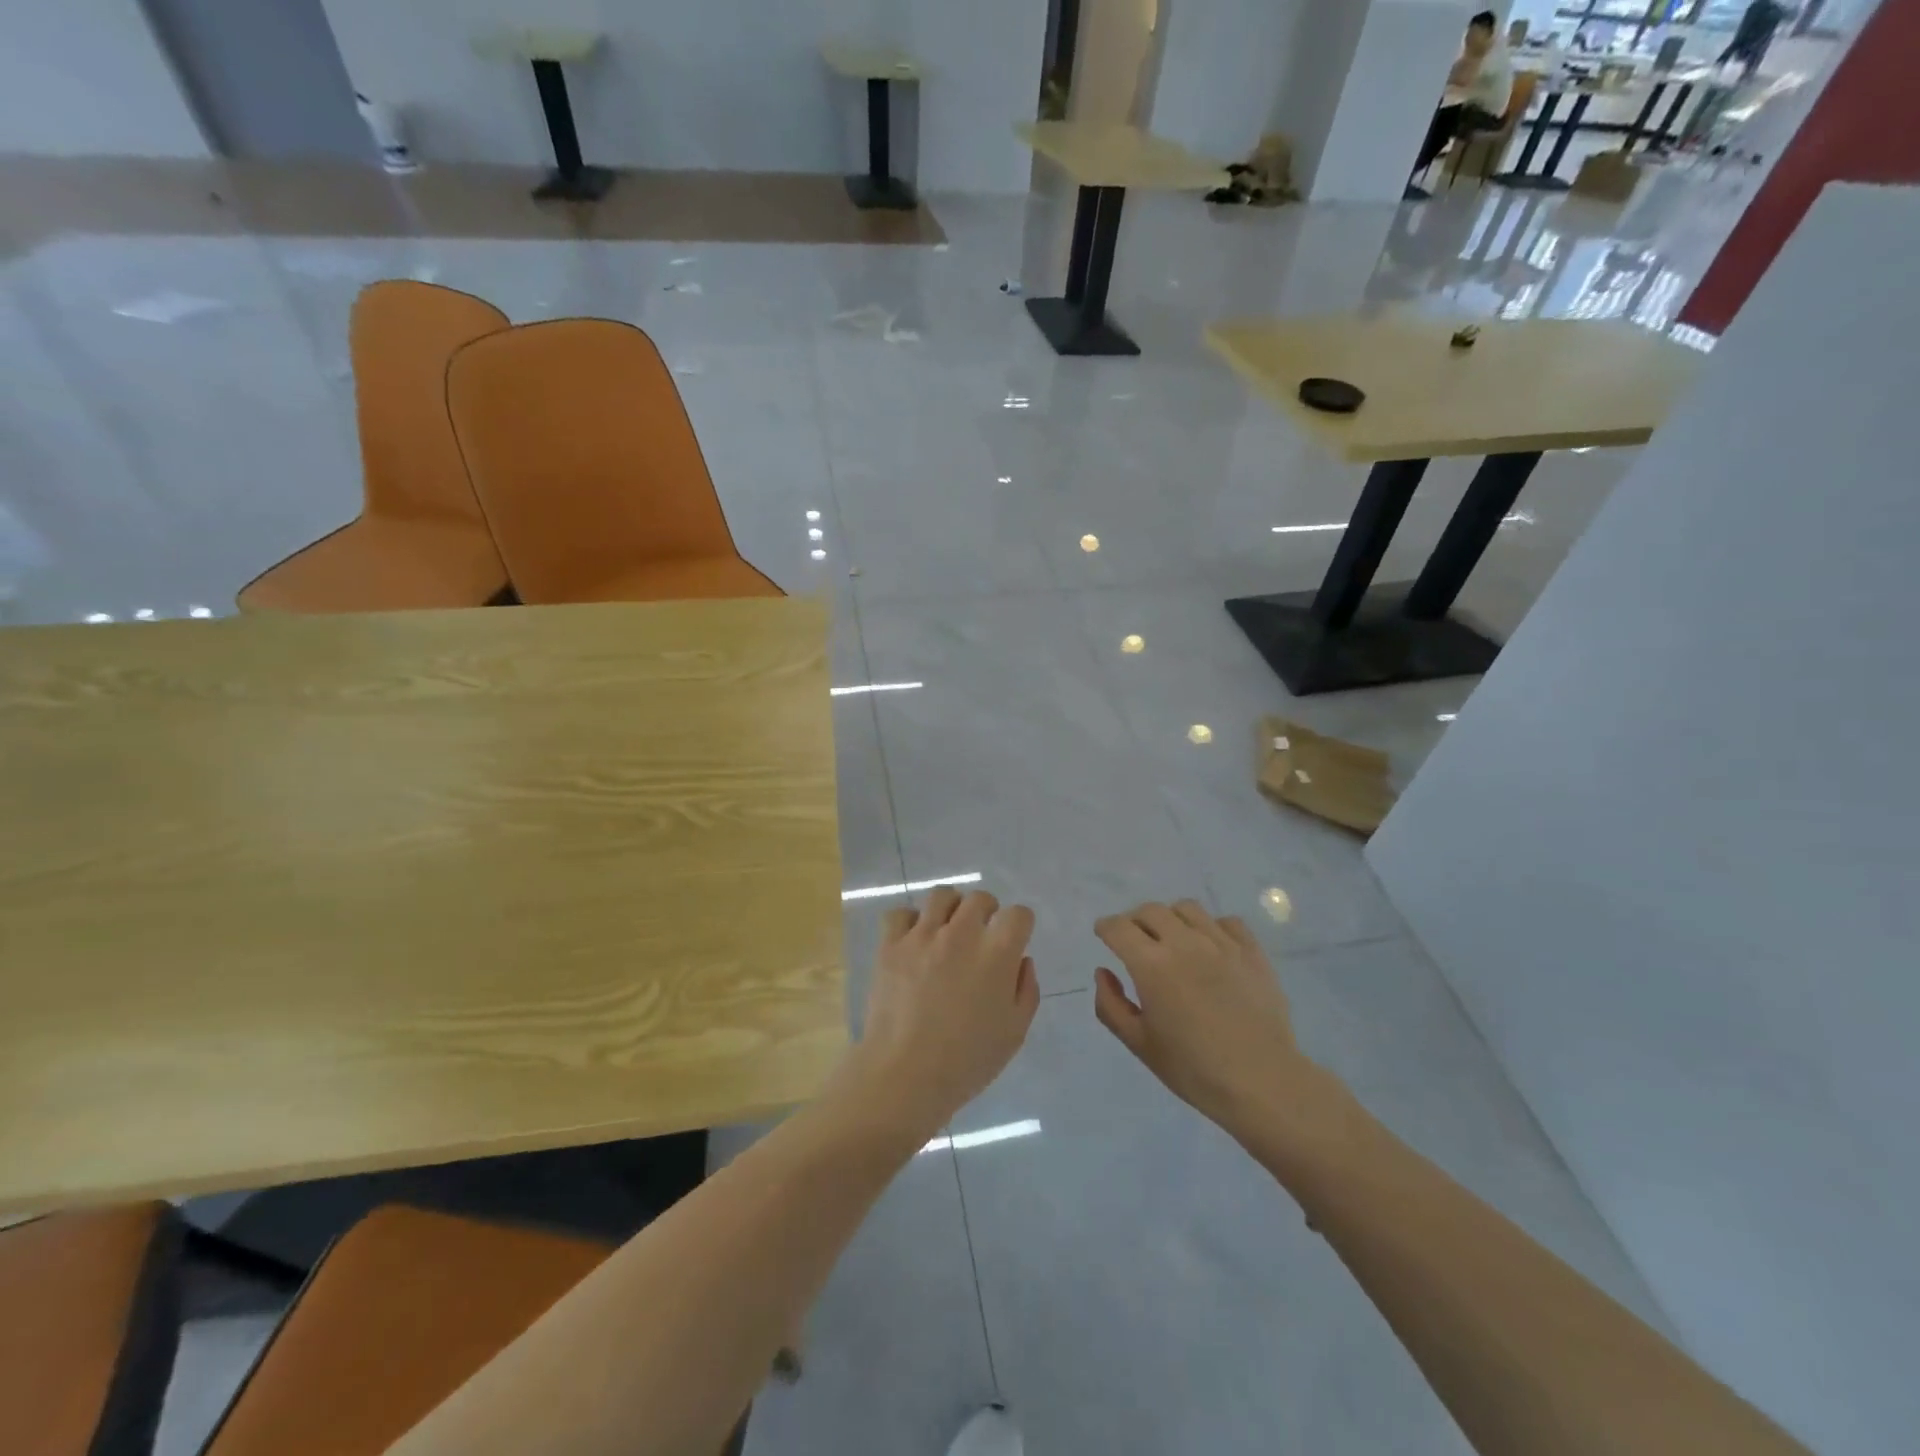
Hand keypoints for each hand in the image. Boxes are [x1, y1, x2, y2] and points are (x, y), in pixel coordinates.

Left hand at [851, 887, 1039, 1134]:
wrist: (905, 1074)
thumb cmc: (967, 1061)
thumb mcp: (1014, 1033)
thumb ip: (1026, 990)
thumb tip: (1021, 961)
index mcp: (997, 954)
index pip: (1018, 914)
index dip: (1020, 925)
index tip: (1014, 940)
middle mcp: (962, 934)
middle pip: (980, 898)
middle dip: (987, 912)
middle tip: (981, 936)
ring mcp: (922, 936)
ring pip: (942, 896)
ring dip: (951, 909)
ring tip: (948, 930)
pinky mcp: (891, 944)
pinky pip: (901, 913)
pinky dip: (909, 922)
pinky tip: (914, 941)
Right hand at [1093, 900, 1314, 1133]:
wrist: (1262, 1083)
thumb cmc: (1193, 1069)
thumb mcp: (1139, 1044)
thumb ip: (1110, 1005)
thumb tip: (1103, 972)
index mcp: (1151, 965)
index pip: (1118, 928)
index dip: (1105, 928)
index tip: (1103, 935)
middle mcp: (1184, 943)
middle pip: (1150, 910)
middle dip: (1134, 921)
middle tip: (1134, 941)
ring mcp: (1221, 943)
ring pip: (1187, 908)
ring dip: (1171, 918)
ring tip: (1172, 940)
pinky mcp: (1252, 951)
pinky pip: (1226, 922)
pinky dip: (1211, 927)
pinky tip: (1210, 948)